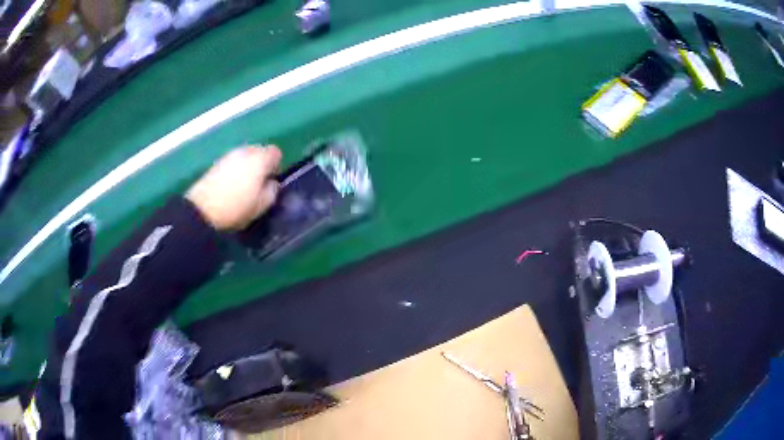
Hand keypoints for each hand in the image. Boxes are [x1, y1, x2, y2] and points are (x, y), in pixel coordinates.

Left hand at [186, 145, 281, 230]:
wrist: (202, 210)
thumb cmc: (236, 208)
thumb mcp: (261, 205)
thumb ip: (272, 191)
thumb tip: (271, 182)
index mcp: (260, 159)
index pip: (276, 152)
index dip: (276, 166)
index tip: (271, 180)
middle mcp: (245, 151)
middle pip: (259, 151)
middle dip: (261, 163)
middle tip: (258, 183)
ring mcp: (229, 155)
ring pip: (245, 156)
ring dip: (247, 166)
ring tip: (244, 185)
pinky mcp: (216, 162)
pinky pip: (232, 162)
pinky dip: (235, 169)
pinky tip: (231, 185)